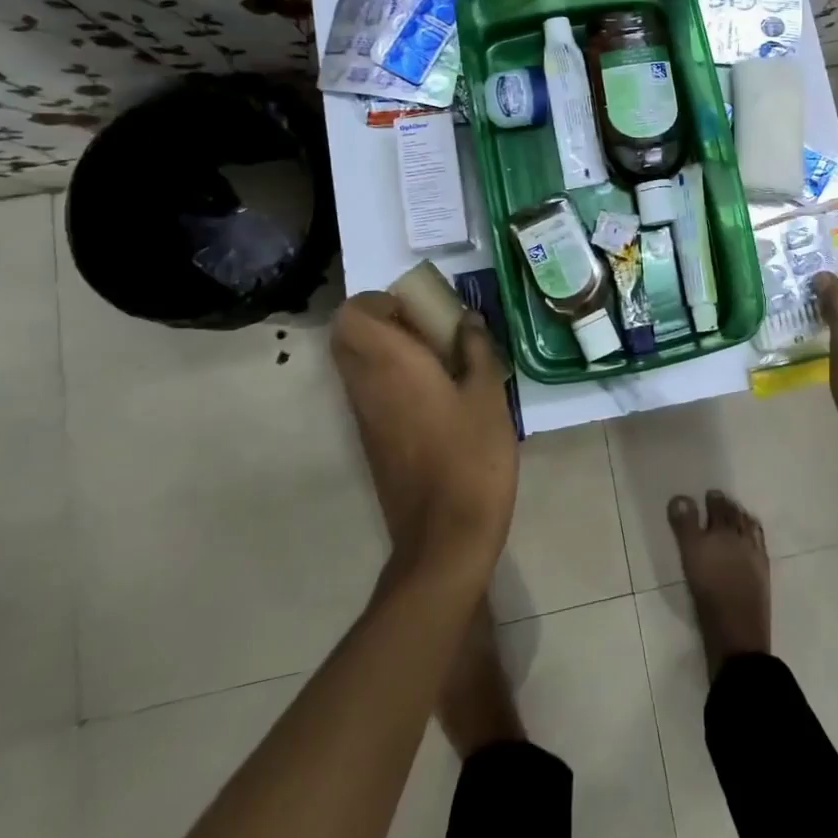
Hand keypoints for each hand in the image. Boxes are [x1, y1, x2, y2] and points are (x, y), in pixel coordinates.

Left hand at [330, 291, 516, 576]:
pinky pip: (372, 392)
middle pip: (349, 336)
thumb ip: (476, 349)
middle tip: (431, 330)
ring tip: (442, 361)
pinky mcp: (372, 441)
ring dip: (390, 351)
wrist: (445, 535)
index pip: (353, 314)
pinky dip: (394, 379)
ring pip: (359, 365)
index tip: (421, 310)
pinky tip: (439, 396)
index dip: (381, 302)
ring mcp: (365, 417)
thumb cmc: (471, 456)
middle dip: (385, 322)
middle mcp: (366, 385)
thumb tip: (466, 320)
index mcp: (390, 364)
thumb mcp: (488, 394)